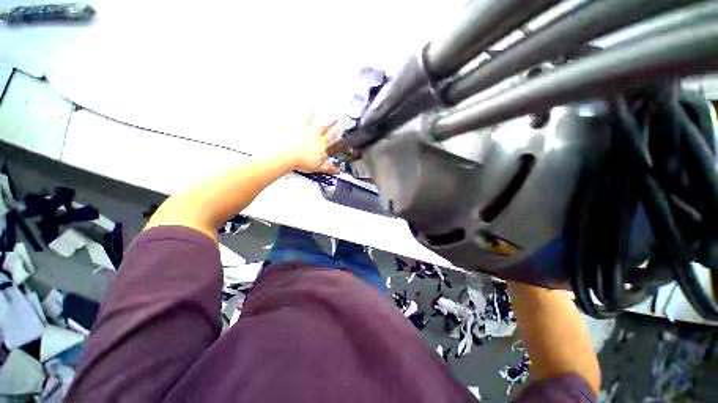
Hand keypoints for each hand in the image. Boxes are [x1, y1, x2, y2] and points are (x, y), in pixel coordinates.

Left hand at [281, 113, 339, 173]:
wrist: (289, 156)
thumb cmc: (301, 162)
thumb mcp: (317, 168)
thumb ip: (328, 168)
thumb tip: (336, 170)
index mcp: (323, 149)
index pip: (333, 146)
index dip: (338, 143)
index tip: (341, 140)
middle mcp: (319, 140)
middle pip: (330, 134)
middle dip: (336, 130)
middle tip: (340, 126)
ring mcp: (311, 133)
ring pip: (322, 126)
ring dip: (328, 122)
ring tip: (332, 117)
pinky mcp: (302, 128)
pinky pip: (307, 120)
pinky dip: (310, 115)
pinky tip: (313, 110)